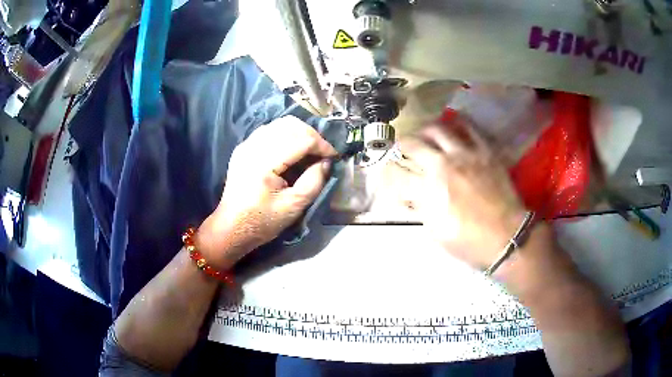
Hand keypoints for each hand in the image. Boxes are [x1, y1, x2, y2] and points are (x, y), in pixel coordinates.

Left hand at [198, 116, 336, 264]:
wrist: (231, 227)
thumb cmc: (262, 221)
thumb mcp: (294, 206)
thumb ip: (314, 181)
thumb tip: (326, 162)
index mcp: (264, 162)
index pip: (301, 139)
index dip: (322, 146)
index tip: (334, 158)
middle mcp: (253, 146)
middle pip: (291, 125)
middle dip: (312, 136)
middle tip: (323, 154)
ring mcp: (246, 144)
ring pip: (280, 124)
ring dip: (300, 133)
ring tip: (310, 151)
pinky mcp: (244, 147)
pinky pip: (270, 130)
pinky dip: (286, 135)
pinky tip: (292, 151)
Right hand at [385, 118, 526, 269]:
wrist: (506, 236)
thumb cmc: (468, 241)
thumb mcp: (436, 232)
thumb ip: (419, 210)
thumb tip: (408, 197)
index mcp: (428, 190)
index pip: (396, 174)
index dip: (387, 171)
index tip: (386, 171)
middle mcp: (442, 166)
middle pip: (413, 145)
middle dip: (400, 145)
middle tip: (400, 147)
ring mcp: (465, 155)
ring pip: (438, 130)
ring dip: (425, 130)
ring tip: (424, 133)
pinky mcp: (485, 151)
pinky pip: (470, 128)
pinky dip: (458, 123)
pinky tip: (453, 124)